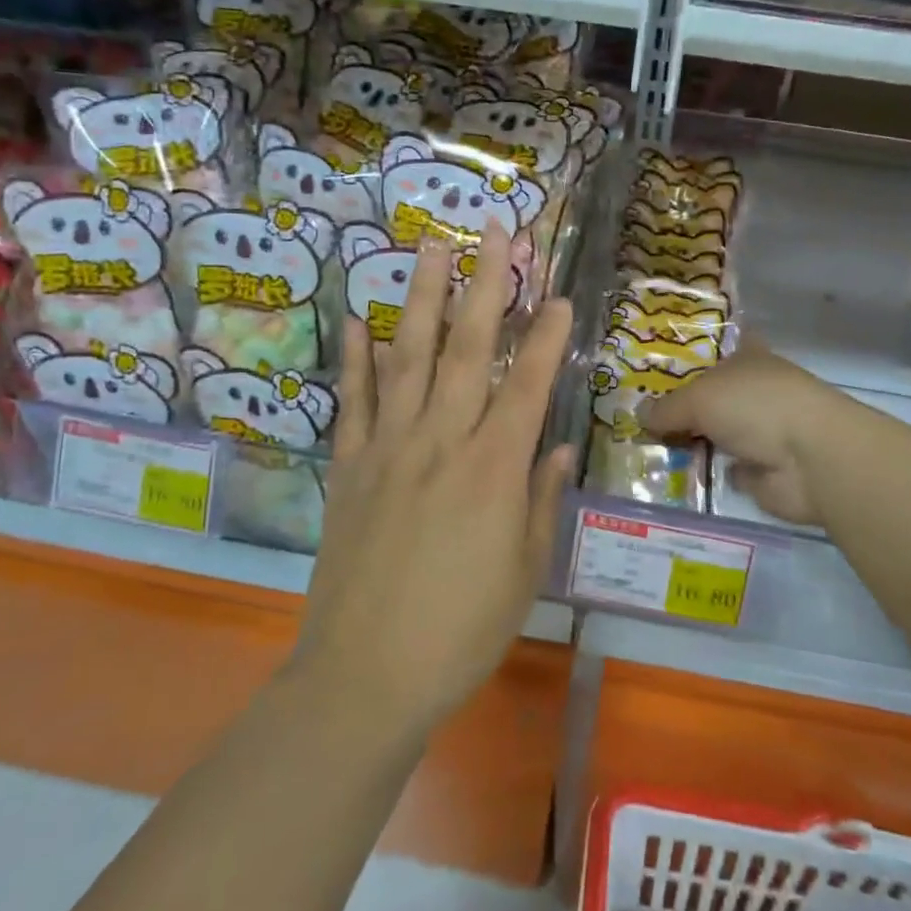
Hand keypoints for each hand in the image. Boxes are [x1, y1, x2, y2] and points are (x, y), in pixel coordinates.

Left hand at [294, 221, 574, 738]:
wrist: (365, 677)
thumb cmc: (460, 631)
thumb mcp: (523, 572)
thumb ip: (540, 501)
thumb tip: (558, 446)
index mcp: (493, 471)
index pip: (526, 386)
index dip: (546, 338)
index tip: (560, 296)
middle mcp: (441, 442)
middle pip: (466, 350)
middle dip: (483, 285)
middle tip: (490, 232)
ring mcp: (389, 449)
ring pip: (409, 358)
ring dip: (422, 297)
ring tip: (428, 246)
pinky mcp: (350, 467)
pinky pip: (353, 402)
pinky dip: (356, 359)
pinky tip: (359, 319)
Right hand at [639, 343, 840, 525]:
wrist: (810, 459)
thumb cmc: (755, 406)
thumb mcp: (699, 398)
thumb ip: (667, 408)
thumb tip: (639, 415)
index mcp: (747, 358)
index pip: (716, 349)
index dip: (689, 356)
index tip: (655, 366)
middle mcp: (754, 391)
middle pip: (710, 395)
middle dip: (679, 405)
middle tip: (635, 414)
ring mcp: (760, 431)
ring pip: (715, 432)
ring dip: (689, 442)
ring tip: (643, 447)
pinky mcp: (763, 470)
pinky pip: (723, 468)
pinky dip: (705, 473)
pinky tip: (672, 475)